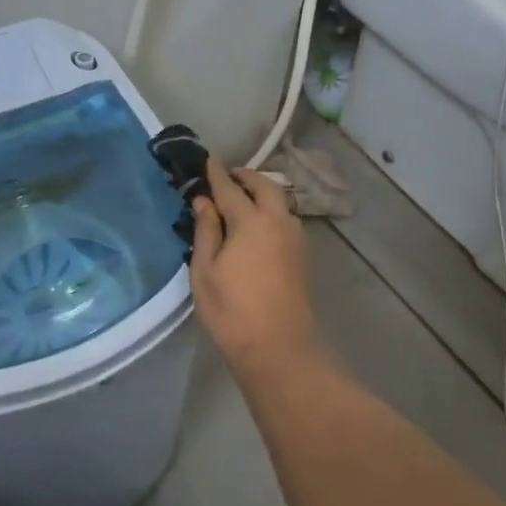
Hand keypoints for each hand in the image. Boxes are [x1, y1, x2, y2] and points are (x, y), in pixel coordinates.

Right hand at [190, 159, 321, 383]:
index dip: (216, 173)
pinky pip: (285, 217)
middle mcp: (278, 220)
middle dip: (244, 176)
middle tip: (226, 176)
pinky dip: (270, 208)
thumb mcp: (205, 270)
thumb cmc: (232, 310)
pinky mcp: (301, 253)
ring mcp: (294, 236)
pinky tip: (257, 221)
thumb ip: (206, 230)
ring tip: (240, 196)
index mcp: (251, 221)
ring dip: (261, 191)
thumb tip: (205, 201)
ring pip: (279, 200)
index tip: (207, 159)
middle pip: (263, 186)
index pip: (230, 188)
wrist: (278, 346)